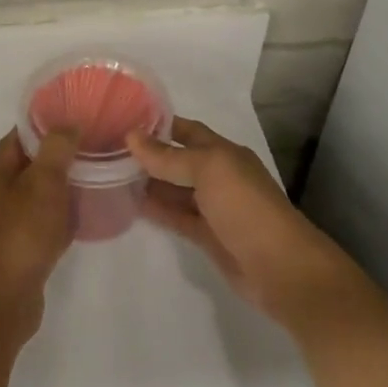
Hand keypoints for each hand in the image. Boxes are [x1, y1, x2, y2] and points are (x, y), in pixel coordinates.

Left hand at [0, 130, 76, 336]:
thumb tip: (67, 124)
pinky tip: (76, 222)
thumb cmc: (23, 233)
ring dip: (55, 189)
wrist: (5, 298)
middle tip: (85, 151)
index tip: (69, 121)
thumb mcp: (43, 183)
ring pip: (32, 198)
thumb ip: (55, 150)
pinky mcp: (14, 252)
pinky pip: (37, 226)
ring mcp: (1, 227)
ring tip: (87, 183)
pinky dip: (55, 219)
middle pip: (24, 168)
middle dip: (51, 158)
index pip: (16, 139)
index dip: (40, 127)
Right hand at [128, 117, 359, 330]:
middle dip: (147, 154)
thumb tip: (131, 136)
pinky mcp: (206, 236)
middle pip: (177, 160)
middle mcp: (218, 176)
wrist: (281, 268)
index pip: (186, 131)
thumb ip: (169, 156)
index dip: (158, 124)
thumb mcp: (208, 170)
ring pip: (174, 189)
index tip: (121, 118)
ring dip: (147, 182)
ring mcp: (212, 208)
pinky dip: (155, 210)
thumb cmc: (246, 207)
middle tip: (106, 148)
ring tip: (109, 174)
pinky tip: (129, 204)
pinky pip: (175, 217)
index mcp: (224, 154)